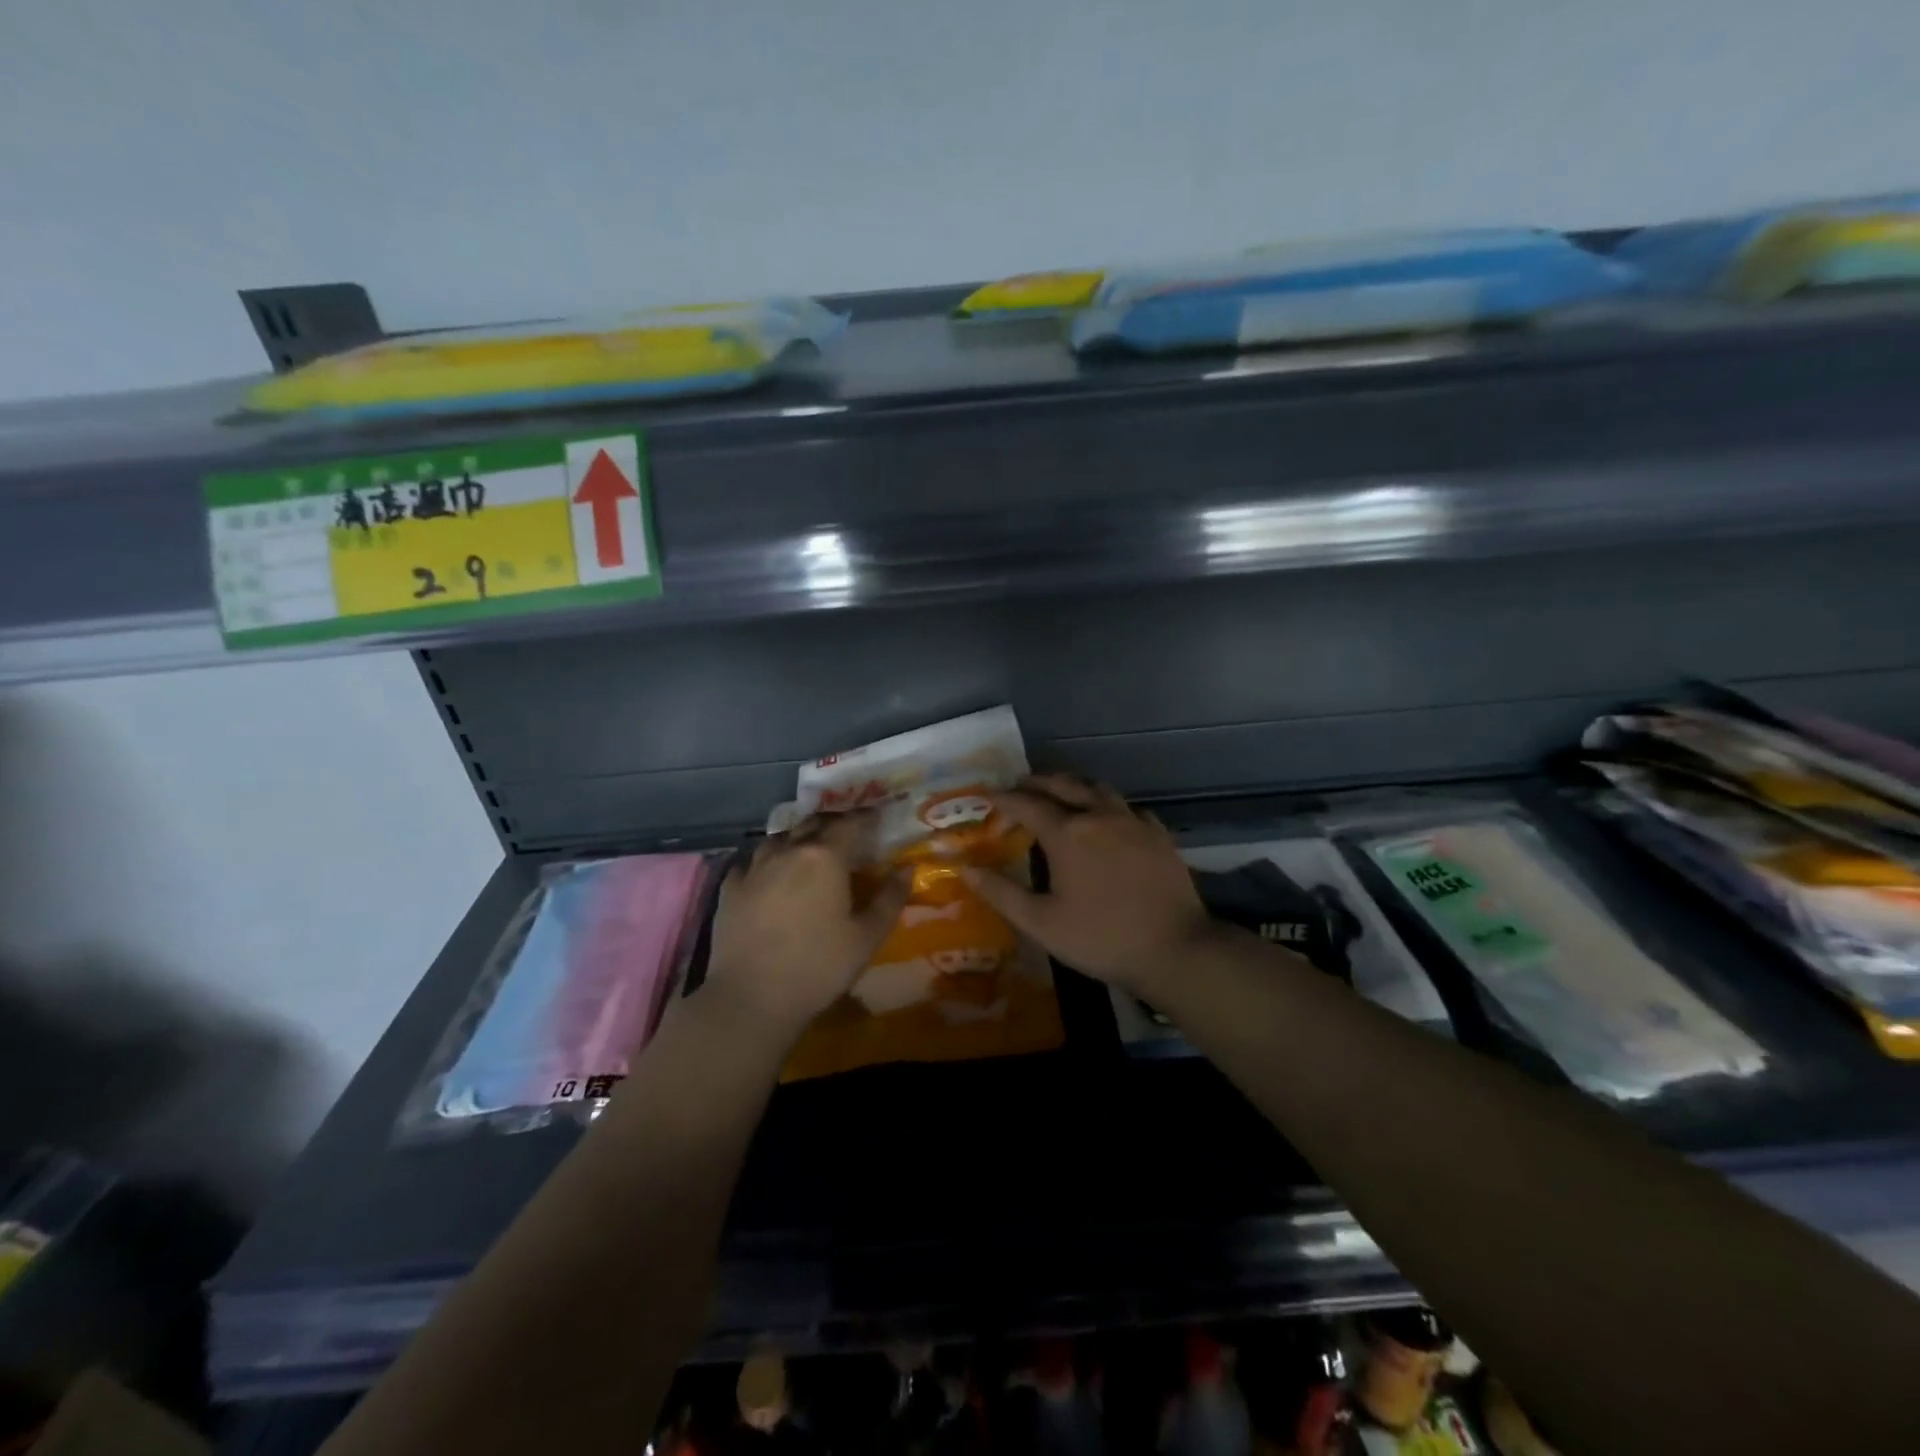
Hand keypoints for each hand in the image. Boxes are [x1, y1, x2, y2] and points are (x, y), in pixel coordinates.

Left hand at [703, 812, 909, 1040]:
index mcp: (825, 857)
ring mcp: (754, 867)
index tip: (877, 816)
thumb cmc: (819, 966)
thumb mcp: (867, 937)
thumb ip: (890, 899)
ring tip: (806, 850)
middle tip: (846, 832)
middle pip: (813, 824)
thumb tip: (907, 868)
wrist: (752, 997)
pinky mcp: (730, 888)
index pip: (851, 823)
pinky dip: (765, 862)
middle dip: (832, 823)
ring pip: (779, 838)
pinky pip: (750, 862)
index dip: (866, 817)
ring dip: (797, 838)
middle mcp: (789, 851)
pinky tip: (768, 875)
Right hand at [962, 774, 1216, 997]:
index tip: (988, 795)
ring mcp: (1132, 821)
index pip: (1027, 804)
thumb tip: (966, 870)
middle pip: (1063, 785)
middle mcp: (1099, 816)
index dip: (1004, 798)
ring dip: (1073, 785)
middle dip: (1038, 781)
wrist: (1175, 948)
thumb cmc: (1101, 938)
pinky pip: (1127, 807)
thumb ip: (1002, 894)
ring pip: (1098, 788)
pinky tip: (1108, 817)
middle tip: (1020, 785)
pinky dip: (1108, 804)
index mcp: (1067, 834)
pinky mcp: (1158, 833)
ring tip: (1060, 791)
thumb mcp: (1042, 923)